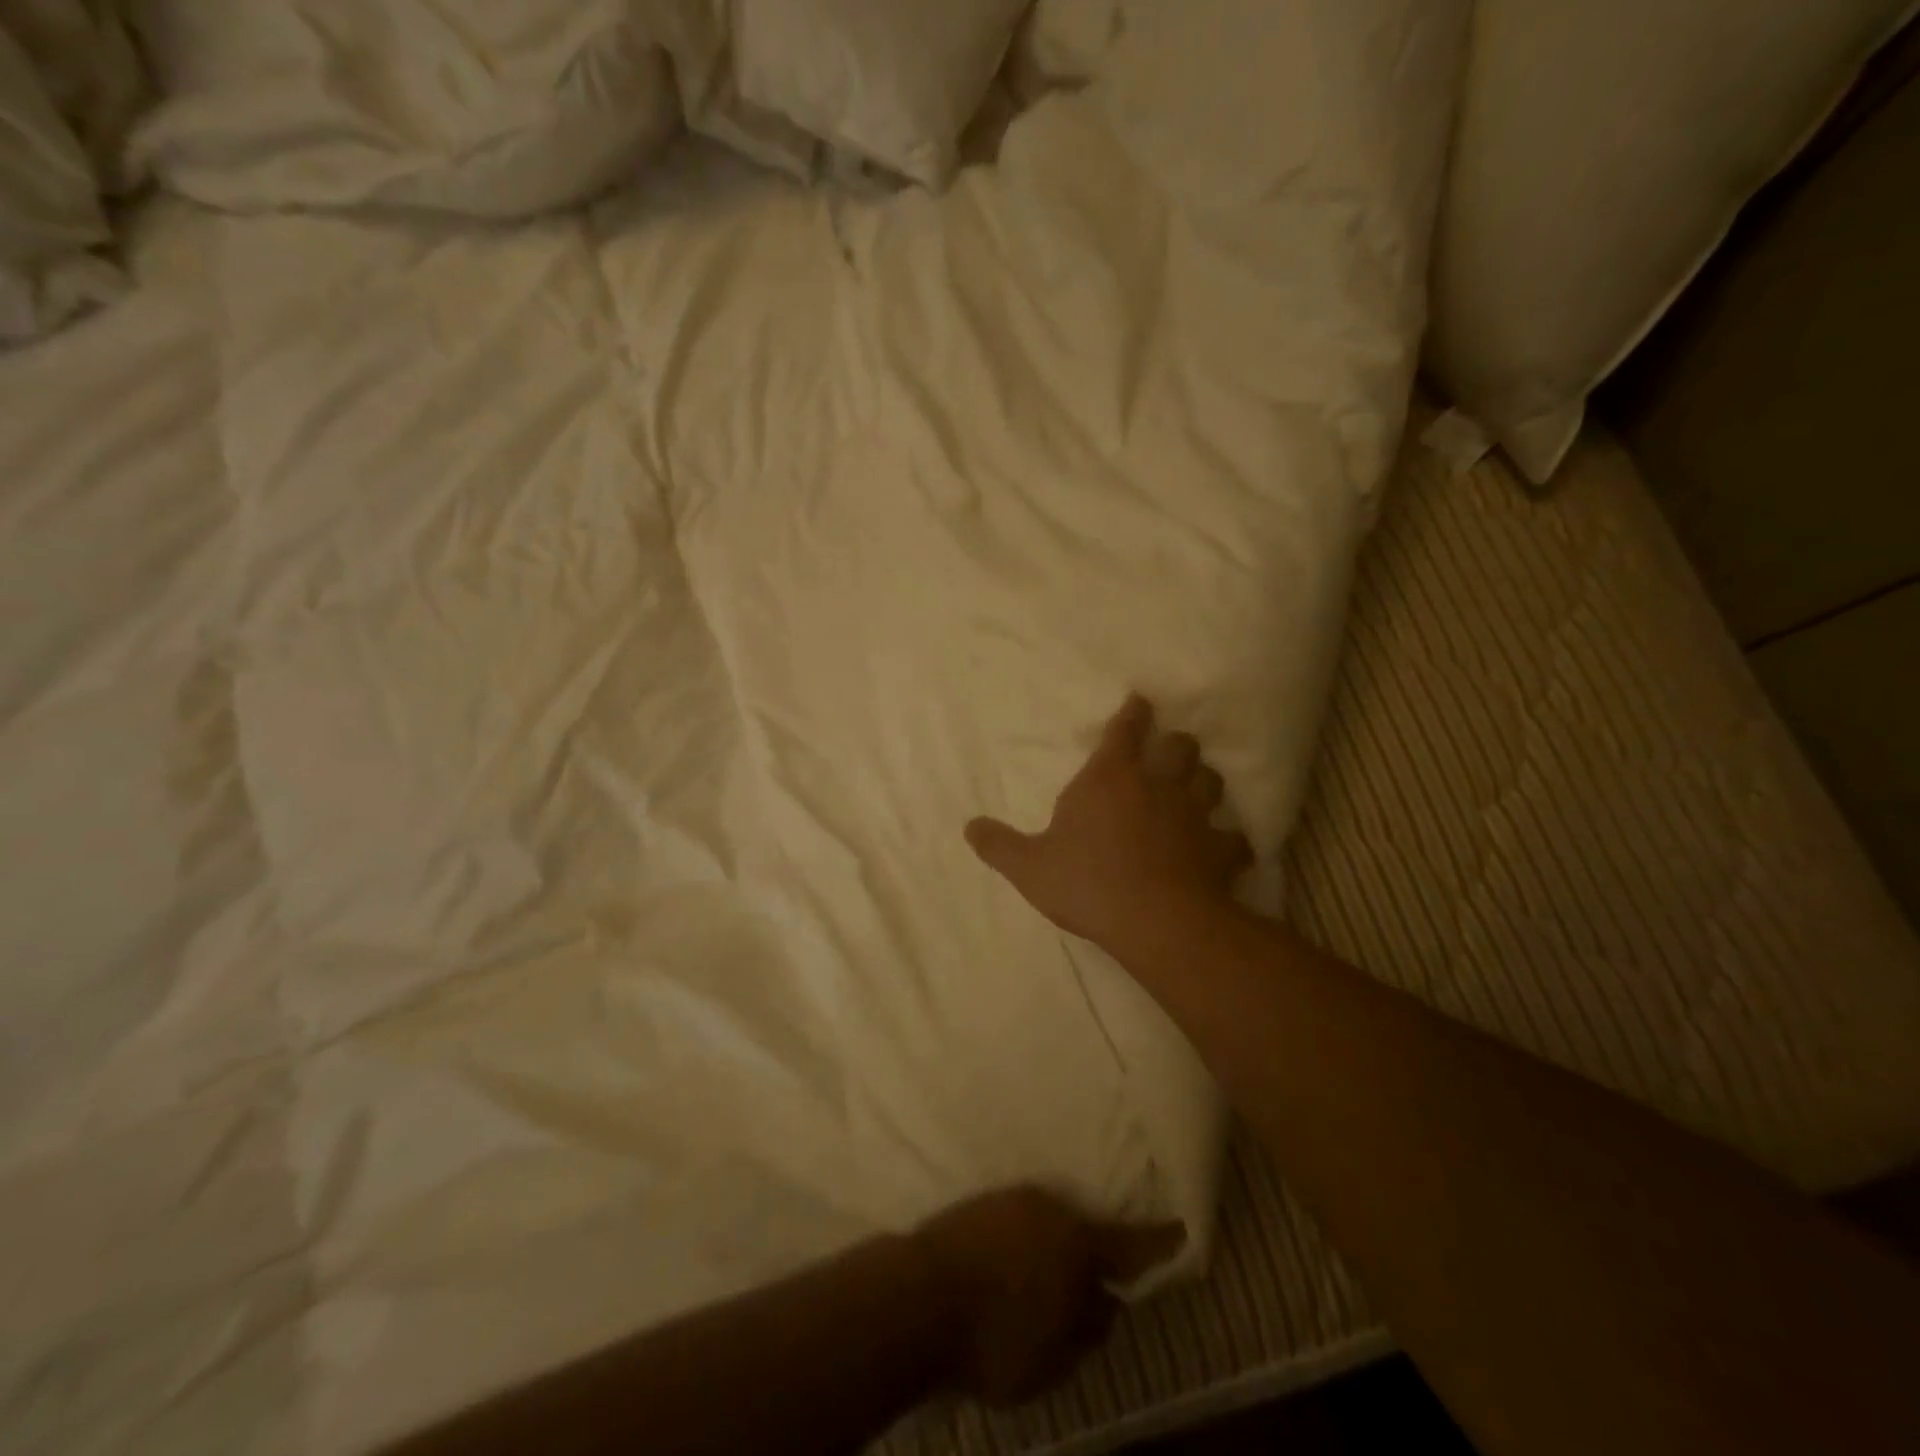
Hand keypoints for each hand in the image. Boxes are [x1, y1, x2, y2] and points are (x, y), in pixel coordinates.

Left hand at [910, 1186, 1186, 1405]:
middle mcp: (1048, 1208)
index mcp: (1077, 1244)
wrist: (918, 1296)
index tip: (1181, 1227)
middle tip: (1090, 1286)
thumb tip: (1106, 1304)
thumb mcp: (1055, 1359)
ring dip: (1051, 1249)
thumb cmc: (995, 1339)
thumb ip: (1089, 1330)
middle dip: (1090, 1256)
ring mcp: (1010, 1198)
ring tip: (1041, 1281)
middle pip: (1082, 1230)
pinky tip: (1009, 1268)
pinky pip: (1015, 1222)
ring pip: (1046, 1223)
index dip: (1159, 1241)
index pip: (1130, 1244)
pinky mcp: (979, 1202)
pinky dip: (1021, 1243)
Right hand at [966, 695, 1251, 953]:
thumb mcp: (1029, 866)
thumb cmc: (1086, 882)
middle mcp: (1157, 784)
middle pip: (1180, 746)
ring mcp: (1194, 815)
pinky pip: (1234, 838)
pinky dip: (1230, 840)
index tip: (1141, 701)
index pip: (1126, 730)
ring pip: (1211, 780)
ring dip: (1204, 781)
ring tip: (1197, 788)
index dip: (1134, 713)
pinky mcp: (1220, 849)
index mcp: (1110, 777)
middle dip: (1176, 744)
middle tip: (1169, 752)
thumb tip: (969, 827)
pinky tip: (1226, 848)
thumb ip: (999, 845)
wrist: (1153, 919)